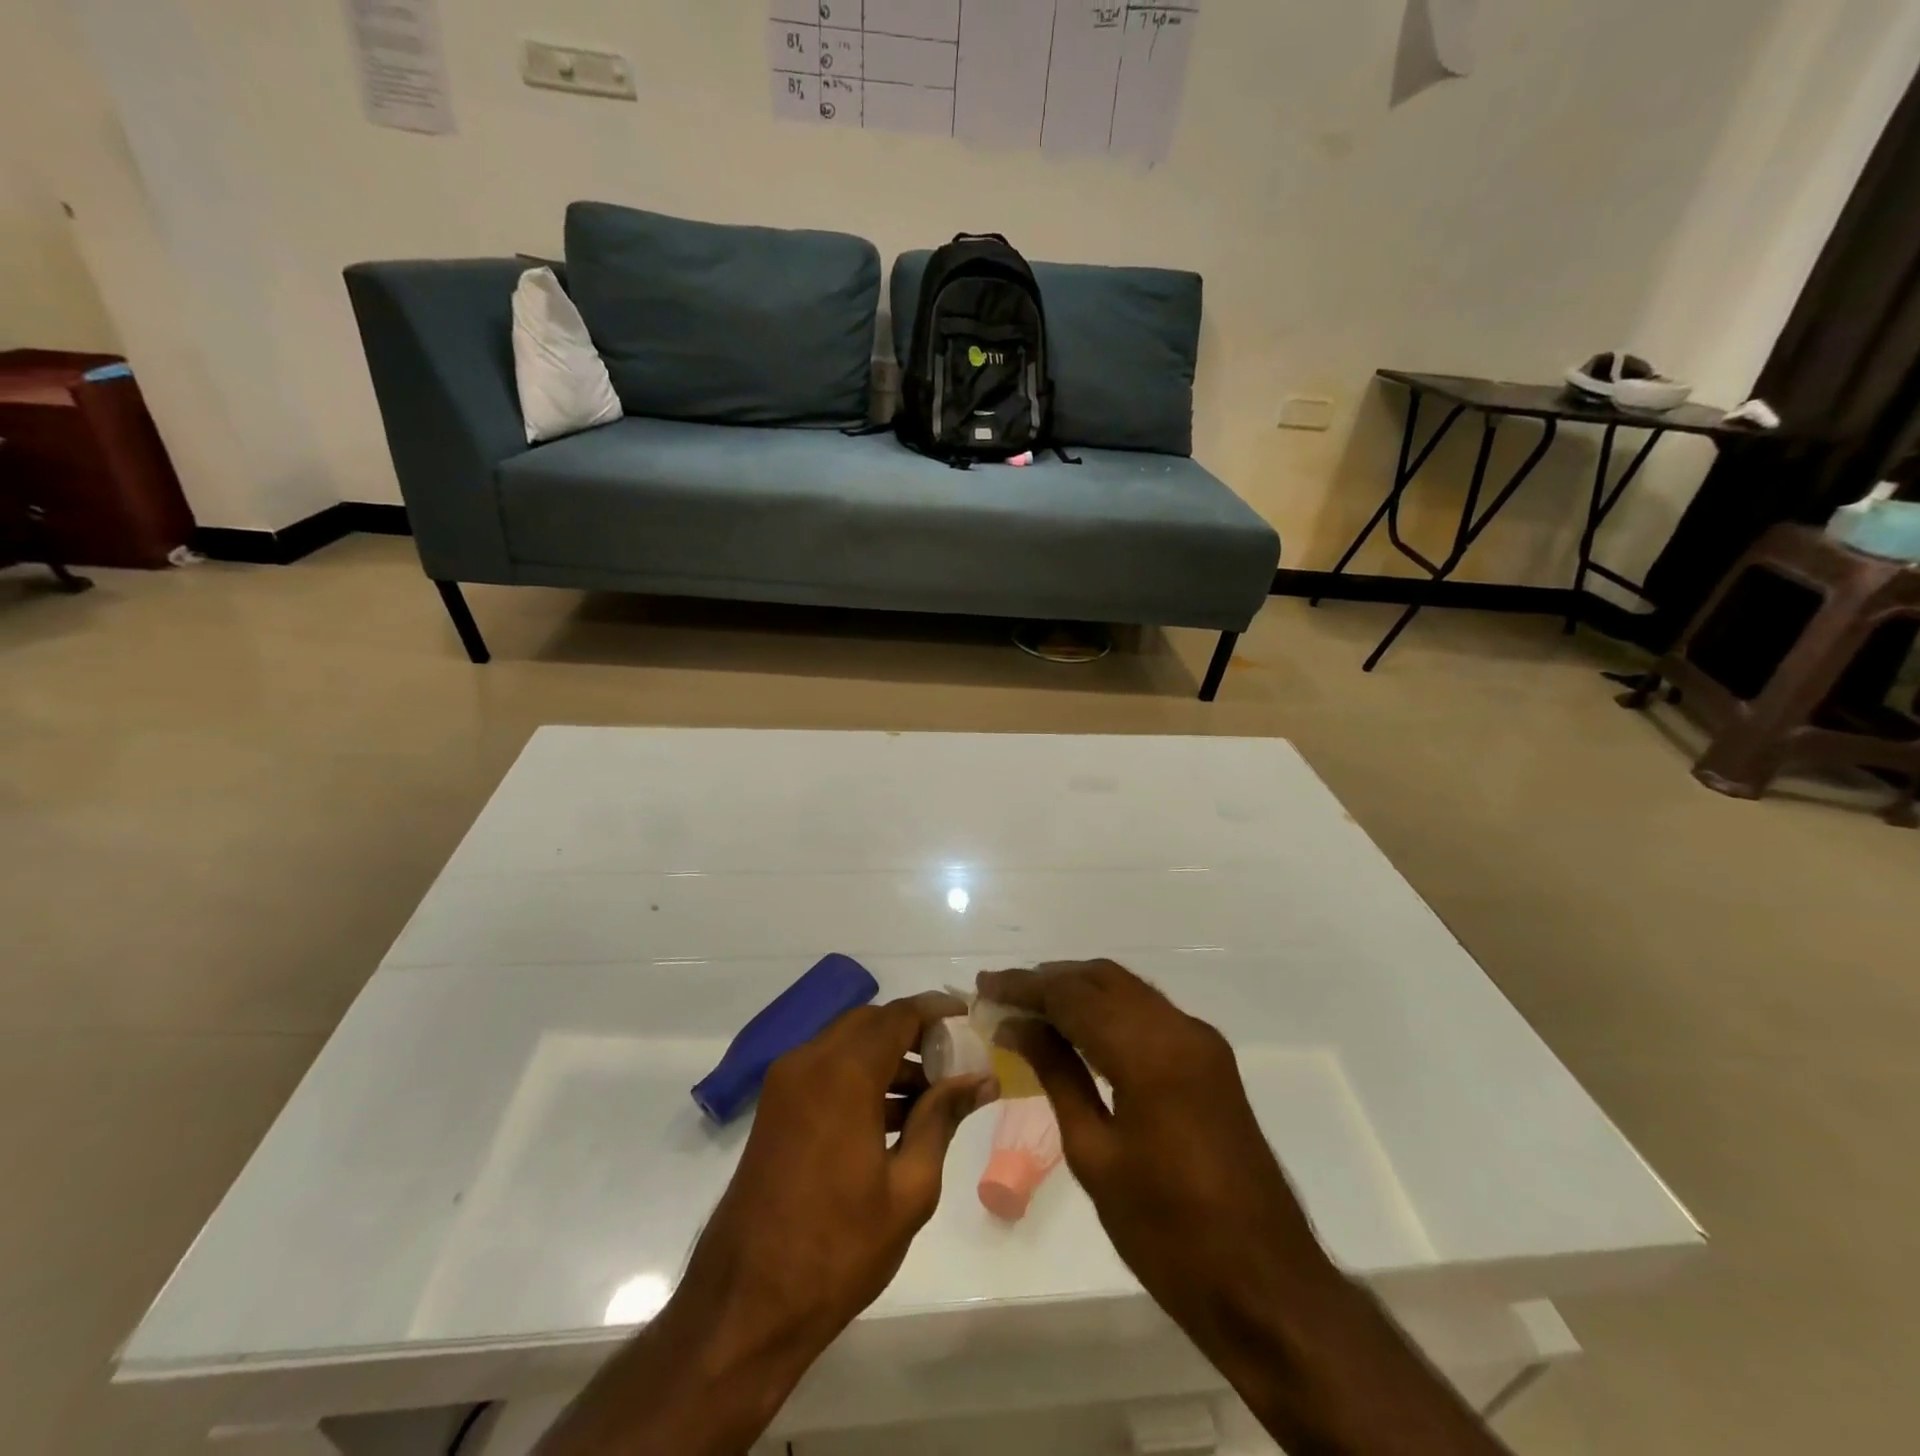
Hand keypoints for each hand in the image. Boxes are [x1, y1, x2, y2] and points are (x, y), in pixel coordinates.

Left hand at [682, 990, 999, 1353]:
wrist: (746, 1304)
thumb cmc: (838, 1249)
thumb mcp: (909, 1187)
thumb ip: (942, 1119)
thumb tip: (980, 1079)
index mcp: (843, 1074)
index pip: (898, 1016)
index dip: (936, 1010)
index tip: (968, 1015)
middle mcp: (808, 1062)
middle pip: (870, 1023)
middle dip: (913, 1032)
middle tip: (953, 1057)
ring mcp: (785, 1083)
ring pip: (847, 1043)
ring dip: (887, 1055)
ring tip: (931, 1093)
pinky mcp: (775, 1108)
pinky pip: (826, 1069)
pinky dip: (860, 1075)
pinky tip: (893, 1115)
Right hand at [979, 961, 1505, 1455]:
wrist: (1266, 1285)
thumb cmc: (1168, 1234)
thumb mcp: (1096, 1155)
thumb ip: (1057, 1075)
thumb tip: (1018, 1026)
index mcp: (1150, 1052)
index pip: (1073, 995)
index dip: (1024, 986)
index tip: (984, 986)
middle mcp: (1180, 1029)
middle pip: (1102, 978)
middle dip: (1049, 980)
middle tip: (1001, 992)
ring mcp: (1201, 1041)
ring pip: (1127, 990)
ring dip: (1078, 990)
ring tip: (1029, 1007)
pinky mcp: (1210, 1060)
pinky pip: (1148, 1013)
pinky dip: (1108, 1009)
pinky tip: (1077, 1030)